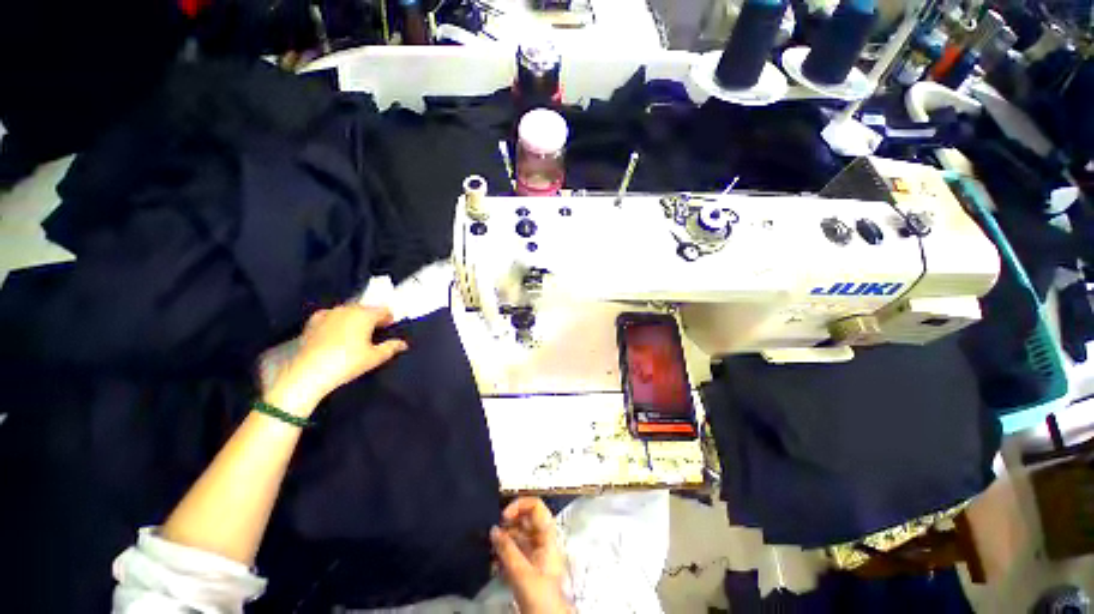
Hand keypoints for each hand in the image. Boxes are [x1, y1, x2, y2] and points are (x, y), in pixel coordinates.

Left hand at [266, 305, 407, 415]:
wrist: (309, 372)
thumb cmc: (347, 362)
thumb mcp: (375, 357)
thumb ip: (391, 347)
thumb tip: (403, 344)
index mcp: (365, 314)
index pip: (383, 310)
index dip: (389, 318)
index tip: (389, 328)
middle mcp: (347, 309)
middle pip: (365, 309)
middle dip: (371, 318)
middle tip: (374, 332)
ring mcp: (328, 314)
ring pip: (347, 312)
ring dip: (354, 319)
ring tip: (355, 334)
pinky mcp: (312, 322)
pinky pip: (330, 317)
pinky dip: (336, 322)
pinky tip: (335, 333)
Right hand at [491, 498, 571, 613]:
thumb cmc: (541, 597)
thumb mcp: (522, 573)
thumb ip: (507, 550)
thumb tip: (493, 529)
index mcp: (547, 537)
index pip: (536, 507)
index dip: (520, 505)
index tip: (503, 517)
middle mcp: (542, 541)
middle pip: (526, 520)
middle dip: (508, 522)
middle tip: (492, 530)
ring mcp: (535, 555)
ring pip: (519, 536)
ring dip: (504, 537)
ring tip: (488, 544)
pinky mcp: (528, 569)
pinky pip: (515, 551)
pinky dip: (504, 551)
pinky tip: (492, 557)